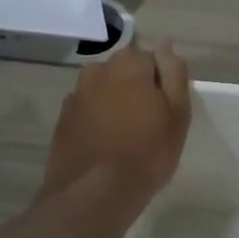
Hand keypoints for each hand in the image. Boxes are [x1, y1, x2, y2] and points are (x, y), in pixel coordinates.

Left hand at [40, 40, 191, 215]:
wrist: (94, 193)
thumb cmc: (147, 152)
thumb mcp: (177, 112)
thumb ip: (173, 72)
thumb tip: (165, 43)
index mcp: (128, 64)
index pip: (151, 58)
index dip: (160, 82)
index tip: (166, 108)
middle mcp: (97, 71)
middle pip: (123, 72)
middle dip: (135, 89)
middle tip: (148, 124)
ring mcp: (75, 96)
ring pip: (103, 92)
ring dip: (114, 105)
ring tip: (126, 138)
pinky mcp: (62, 121)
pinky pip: (87, 113)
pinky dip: (96, 122)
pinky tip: (105, 146)